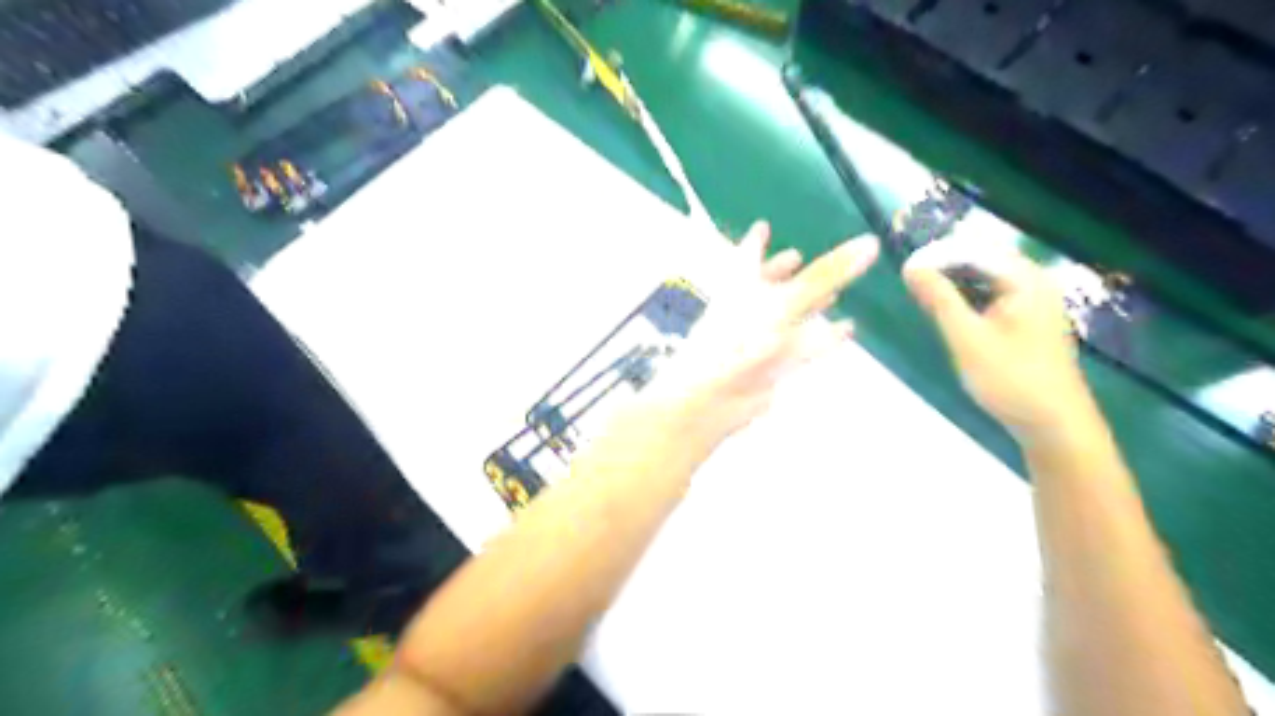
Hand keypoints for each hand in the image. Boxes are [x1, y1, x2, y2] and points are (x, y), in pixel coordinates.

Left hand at [650, 225, 878, 444]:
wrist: (714, 397)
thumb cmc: (741, 337)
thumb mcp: (786, 300)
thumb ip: (826, 274)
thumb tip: (870, 242)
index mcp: (740, 282)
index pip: (748, 253)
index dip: (756, 240)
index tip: (762, 227)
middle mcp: (747, 306)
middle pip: (768, 284)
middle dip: (785, 272)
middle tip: (802, 258)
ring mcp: (758, 338)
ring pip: (787, 315)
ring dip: (809, 305)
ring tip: (835, 294)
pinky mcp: (771, 365)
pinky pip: (801, 345)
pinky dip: (824, 336)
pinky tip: (846, 329)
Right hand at [900, 243, 1090, 435]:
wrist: (1053, 424)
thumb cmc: (1010, 379)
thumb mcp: (966, 337)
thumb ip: (939, 299)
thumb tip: (910, 266)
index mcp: (1025, 279)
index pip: (973, 249)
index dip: (936, 255)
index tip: (904, 269)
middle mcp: (1034, 282)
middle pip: (982, 259)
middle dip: (945, 265)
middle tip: (910, 280)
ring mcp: (1035, 301)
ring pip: (987, 278)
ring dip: (954, 281)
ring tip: (922, 293)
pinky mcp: (1029, 320)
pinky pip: (993, 295)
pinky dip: (968, 297)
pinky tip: (949, 311)